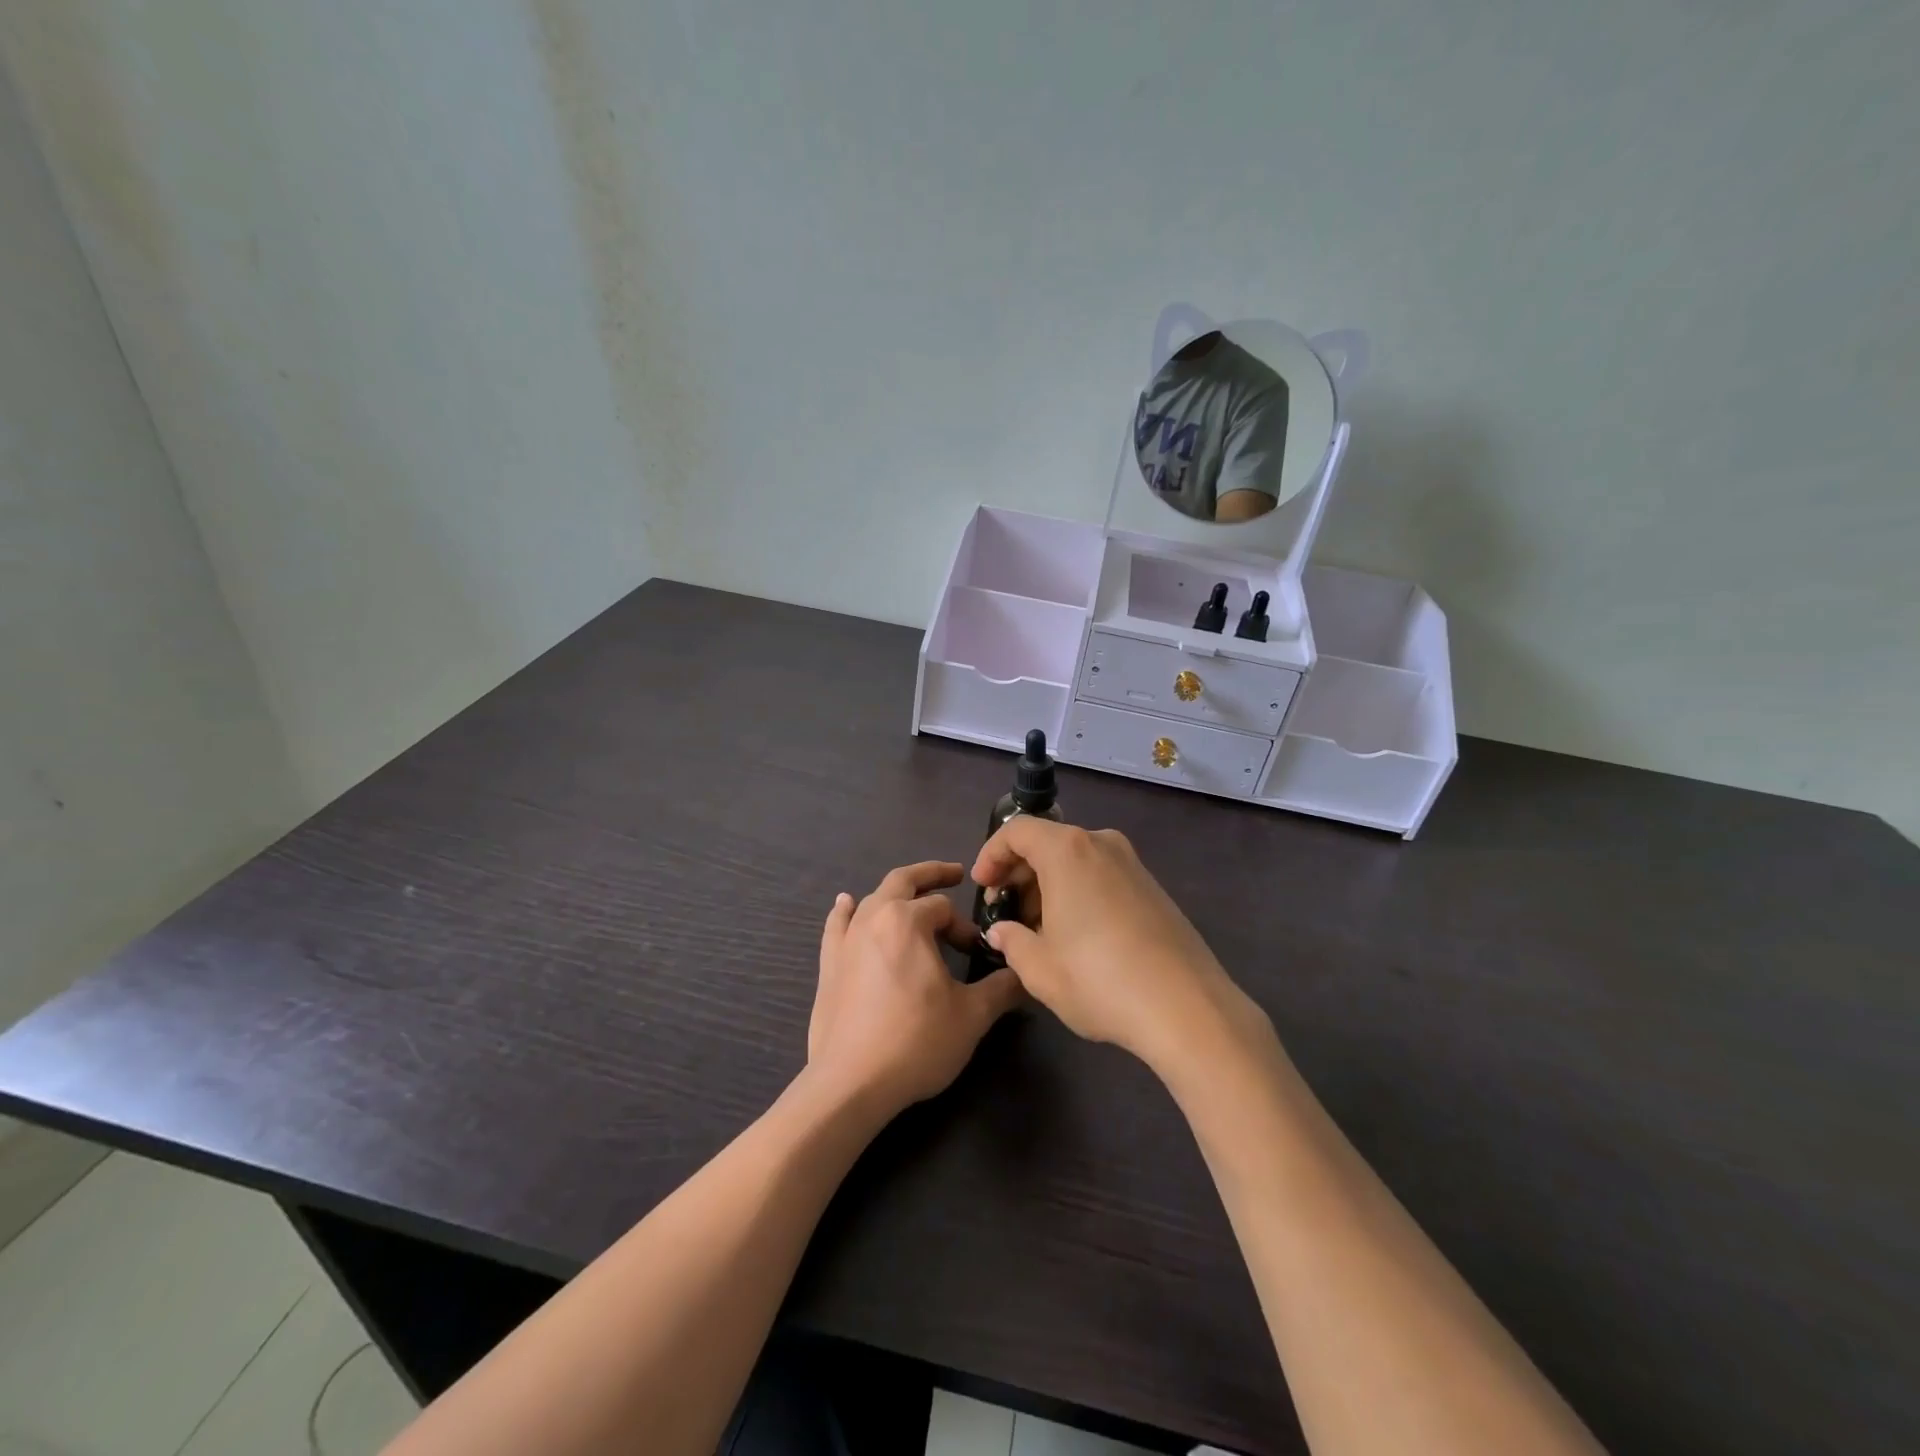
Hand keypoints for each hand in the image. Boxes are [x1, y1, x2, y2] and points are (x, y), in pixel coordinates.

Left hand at [808, 861, 1024, 1118]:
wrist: (852, 1083)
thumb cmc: (917, 1041)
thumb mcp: (972, 1015)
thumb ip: (1002, 987)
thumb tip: (1024, 973)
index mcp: (908, 920)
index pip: (944, 908)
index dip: (964, 926)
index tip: (975, 953)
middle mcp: (874, 918)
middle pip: (904, 881)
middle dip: (932, 874)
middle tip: (954, 873)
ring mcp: (845, 940)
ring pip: (872, 899)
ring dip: (895, 892)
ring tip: (910, 891)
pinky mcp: (828, 965)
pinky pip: (837, 925)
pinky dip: (845, 911)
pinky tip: (846, 903)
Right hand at [971, 819, 1262, 1074]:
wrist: (1187, 1008)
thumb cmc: (1099, 980)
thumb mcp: (1039, 969)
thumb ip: (1011, 941)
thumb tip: (1002, 932)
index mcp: (1068, 851)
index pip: (1017, 831)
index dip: (992, 855)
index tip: (982, 887)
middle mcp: (1101, 844)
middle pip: (1047, 842)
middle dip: (1019, 873)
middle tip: (1006, 912)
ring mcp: (1132, 864)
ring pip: (1076, 860)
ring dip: (1049, 885)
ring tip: (1038, 930)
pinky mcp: (1153, 888)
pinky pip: (1101, 876)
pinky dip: (1078, 892)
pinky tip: (1077, 936)